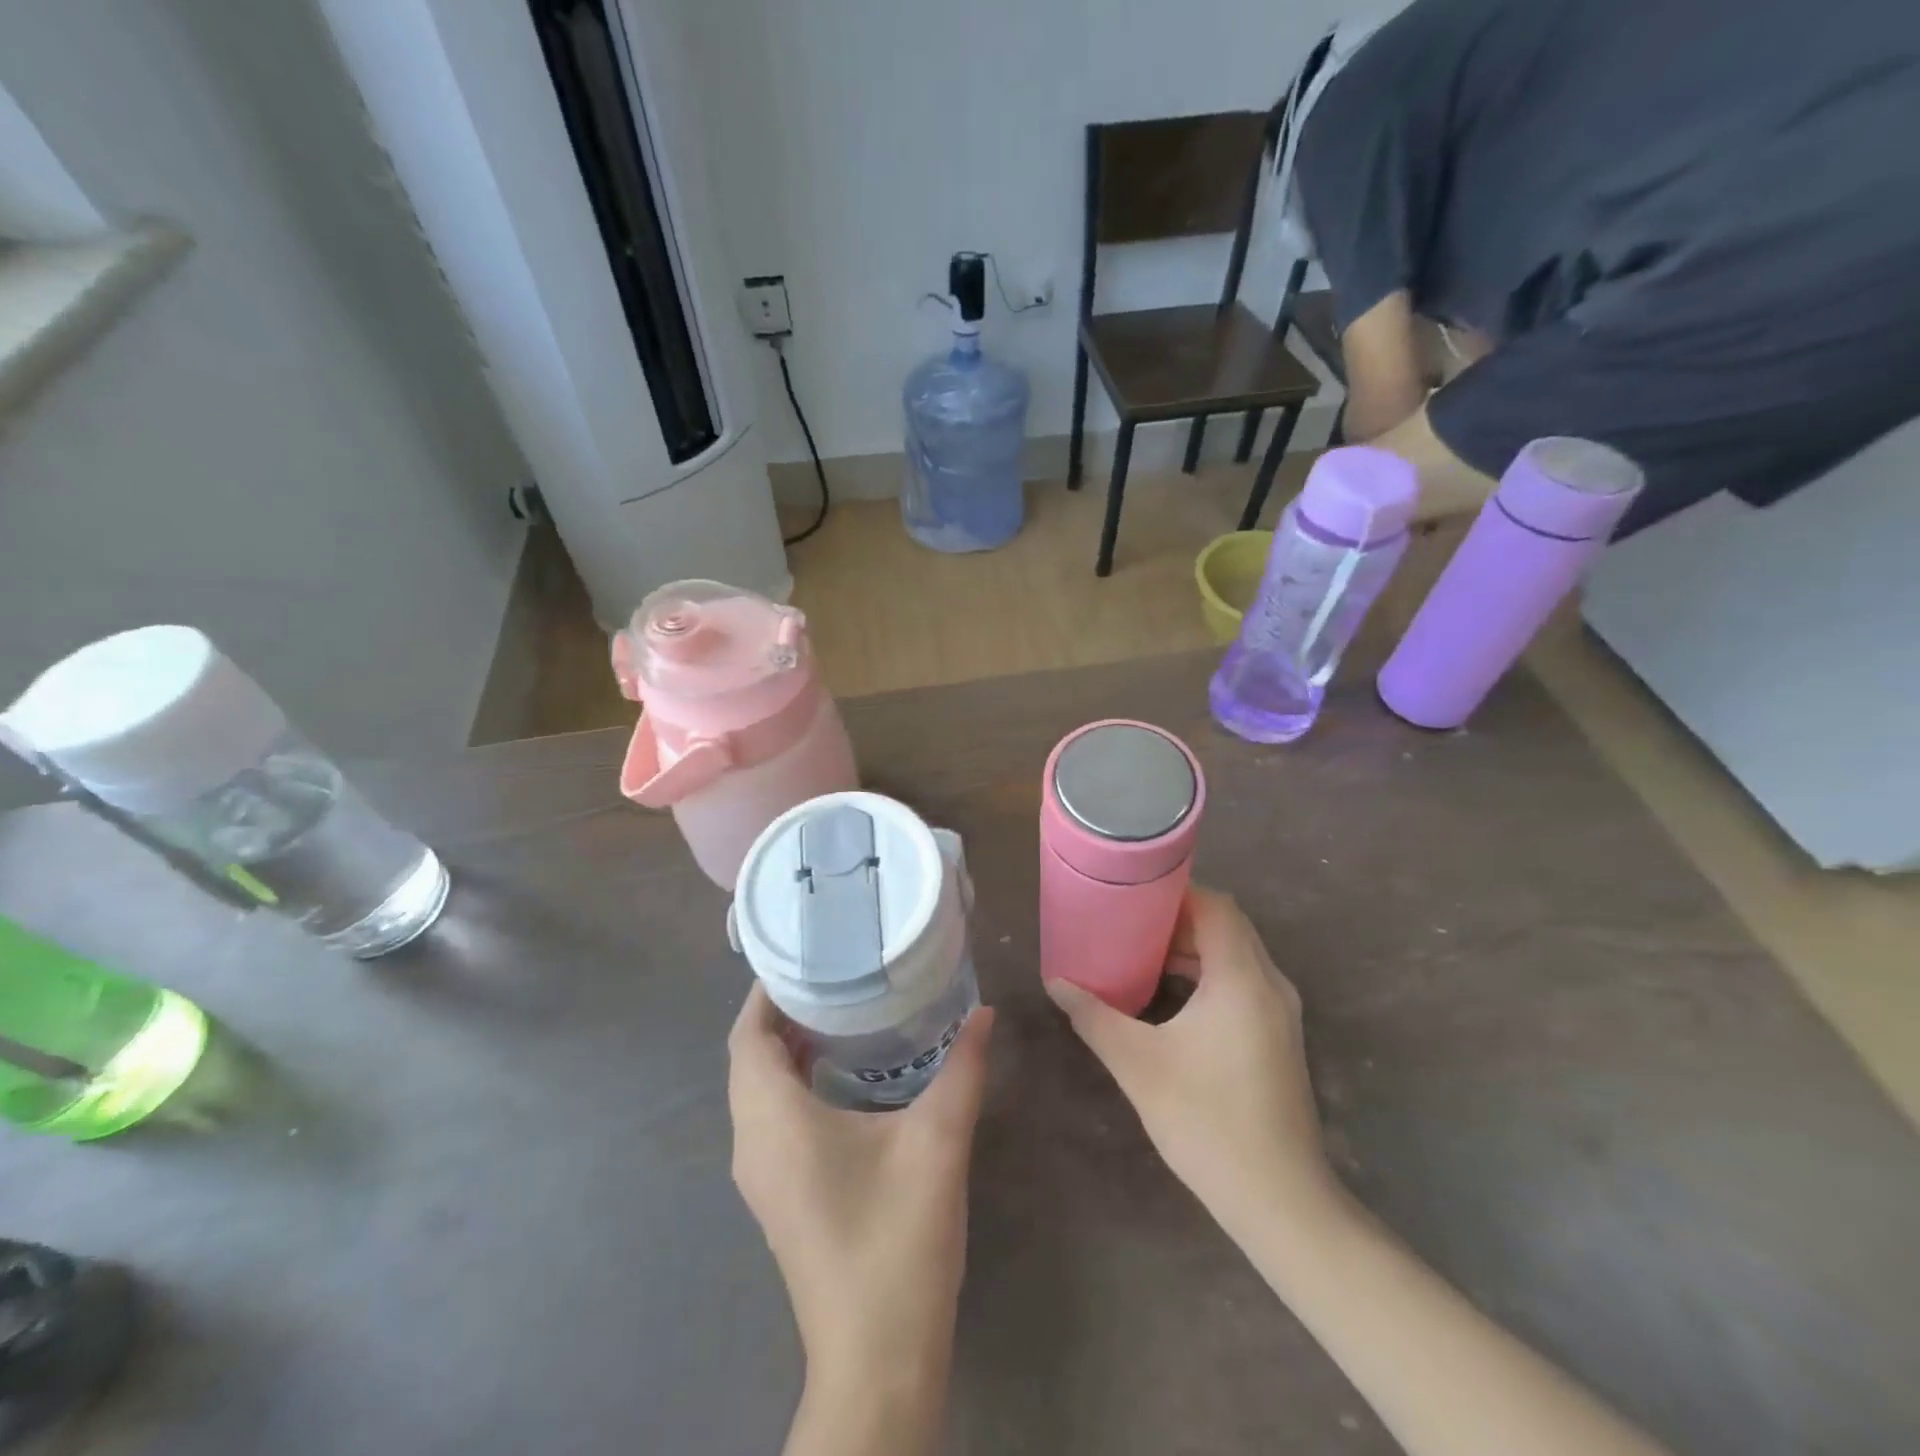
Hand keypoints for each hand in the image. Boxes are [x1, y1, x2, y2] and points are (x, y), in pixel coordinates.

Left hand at [728, 986, 995, 1384]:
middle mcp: (753, 1143)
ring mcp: (761, 1176)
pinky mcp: (779, 1196)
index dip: (767, 992)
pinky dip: (793, 1082)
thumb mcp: (939, 1141)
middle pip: (749, 1059)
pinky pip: (770, 1117)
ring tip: (841, 1010)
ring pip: (758, 1091)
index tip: (806, 955)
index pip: (747, 1037)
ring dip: (786, 1048)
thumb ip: (963, 1068)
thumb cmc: (897, 1239)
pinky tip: (843, 1074)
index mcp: (775, 1121)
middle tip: (834, 974)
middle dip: (782, 1013)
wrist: (877, 1359)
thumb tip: (985, 1012)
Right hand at [1046, 887, 1337, 1234]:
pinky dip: (1208, 974)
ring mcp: (1281, 1013)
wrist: (1280, 1200)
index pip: (1216, 906)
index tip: (1133, 894)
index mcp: (1242, 978)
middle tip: (1128, 921)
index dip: (1176, 892)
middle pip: (1227, 926)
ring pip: (1236, 955)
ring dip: (1193, 947)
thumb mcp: (1138, 1064)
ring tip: (1141, 953)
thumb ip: (1093, 1016)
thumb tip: (1056, 982)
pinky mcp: (1279, 1037)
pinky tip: (1171, 996)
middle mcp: (1270, 984)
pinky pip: (1243, 982)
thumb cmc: (1207, 1121)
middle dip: (1178, 918)